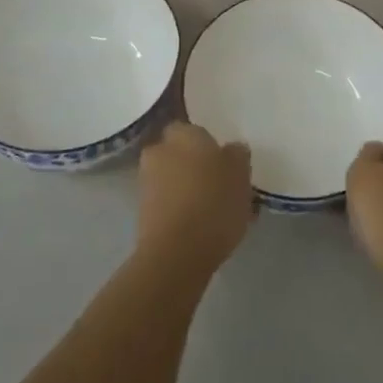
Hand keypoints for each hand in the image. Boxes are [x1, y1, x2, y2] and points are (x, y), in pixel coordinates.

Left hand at [136, 121, 253, 273]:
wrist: (176, 253)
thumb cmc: (213, 203)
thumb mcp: (241, 174)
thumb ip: (238, 155)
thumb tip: (232, 149)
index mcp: (183, 133)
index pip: (194, 129)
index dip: (209, 145)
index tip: (225, 162)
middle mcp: (159, 150)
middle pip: (181, 153)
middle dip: (196, 165)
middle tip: (221, 184)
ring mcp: (146, 181)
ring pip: (173, 178)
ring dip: (188, 188)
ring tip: (215, 210)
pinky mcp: (142, 212)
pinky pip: (168, 202)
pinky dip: (181, 209)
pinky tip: (202, 227)